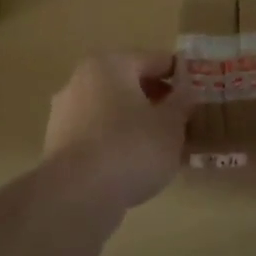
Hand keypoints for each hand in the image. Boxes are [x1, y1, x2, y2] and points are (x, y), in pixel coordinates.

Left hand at [43, 51, 196, 208]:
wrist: (77, 195)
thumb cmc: (132, 147)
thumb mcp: (171, 124)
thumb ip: (182, 100)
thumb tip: (185, 87)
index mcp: (111, 64)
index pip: (156, 60)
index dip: (181, 76)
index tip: (198, 95)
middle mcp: (82, 79)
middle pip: (130, 83)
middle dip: (157, 100)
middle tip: (182, 122)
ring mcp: (65, 111)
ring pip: (112, 109)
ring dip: (136, 121)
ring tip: (161, 146)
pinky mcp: (57, 142)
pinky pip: (97, 132)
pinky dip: (116, 140)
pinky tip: (133, 163)